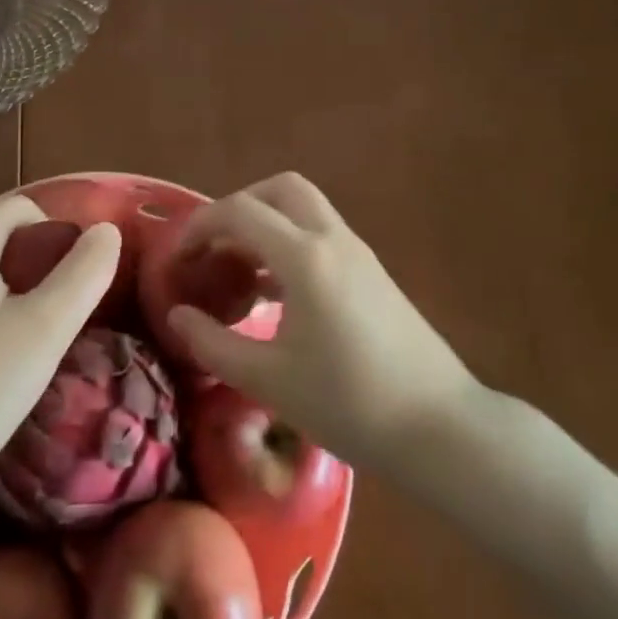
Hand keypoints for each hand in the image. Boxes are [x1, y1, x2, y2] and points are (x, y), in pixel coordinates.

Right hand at [166, 173, 478, 471]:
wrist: (440, 429)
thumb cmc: (349, 404)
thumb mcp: (269, 380)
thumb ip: (213, 343)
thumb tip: (177, 315)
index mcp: (305, 257)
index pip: (240, 211)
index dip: (200, 226)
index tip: (177, 258)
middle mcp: (333, 239)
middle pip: (280, 189)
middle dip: (240, 207)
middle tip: (215, 247)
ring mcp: (359, 253)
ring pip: (305, 210)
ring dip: (267, 225)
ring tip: (238, 272)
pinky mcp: (373, 273)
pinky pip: (322, 236)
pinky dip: (290, 245)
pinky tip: (275, 294)